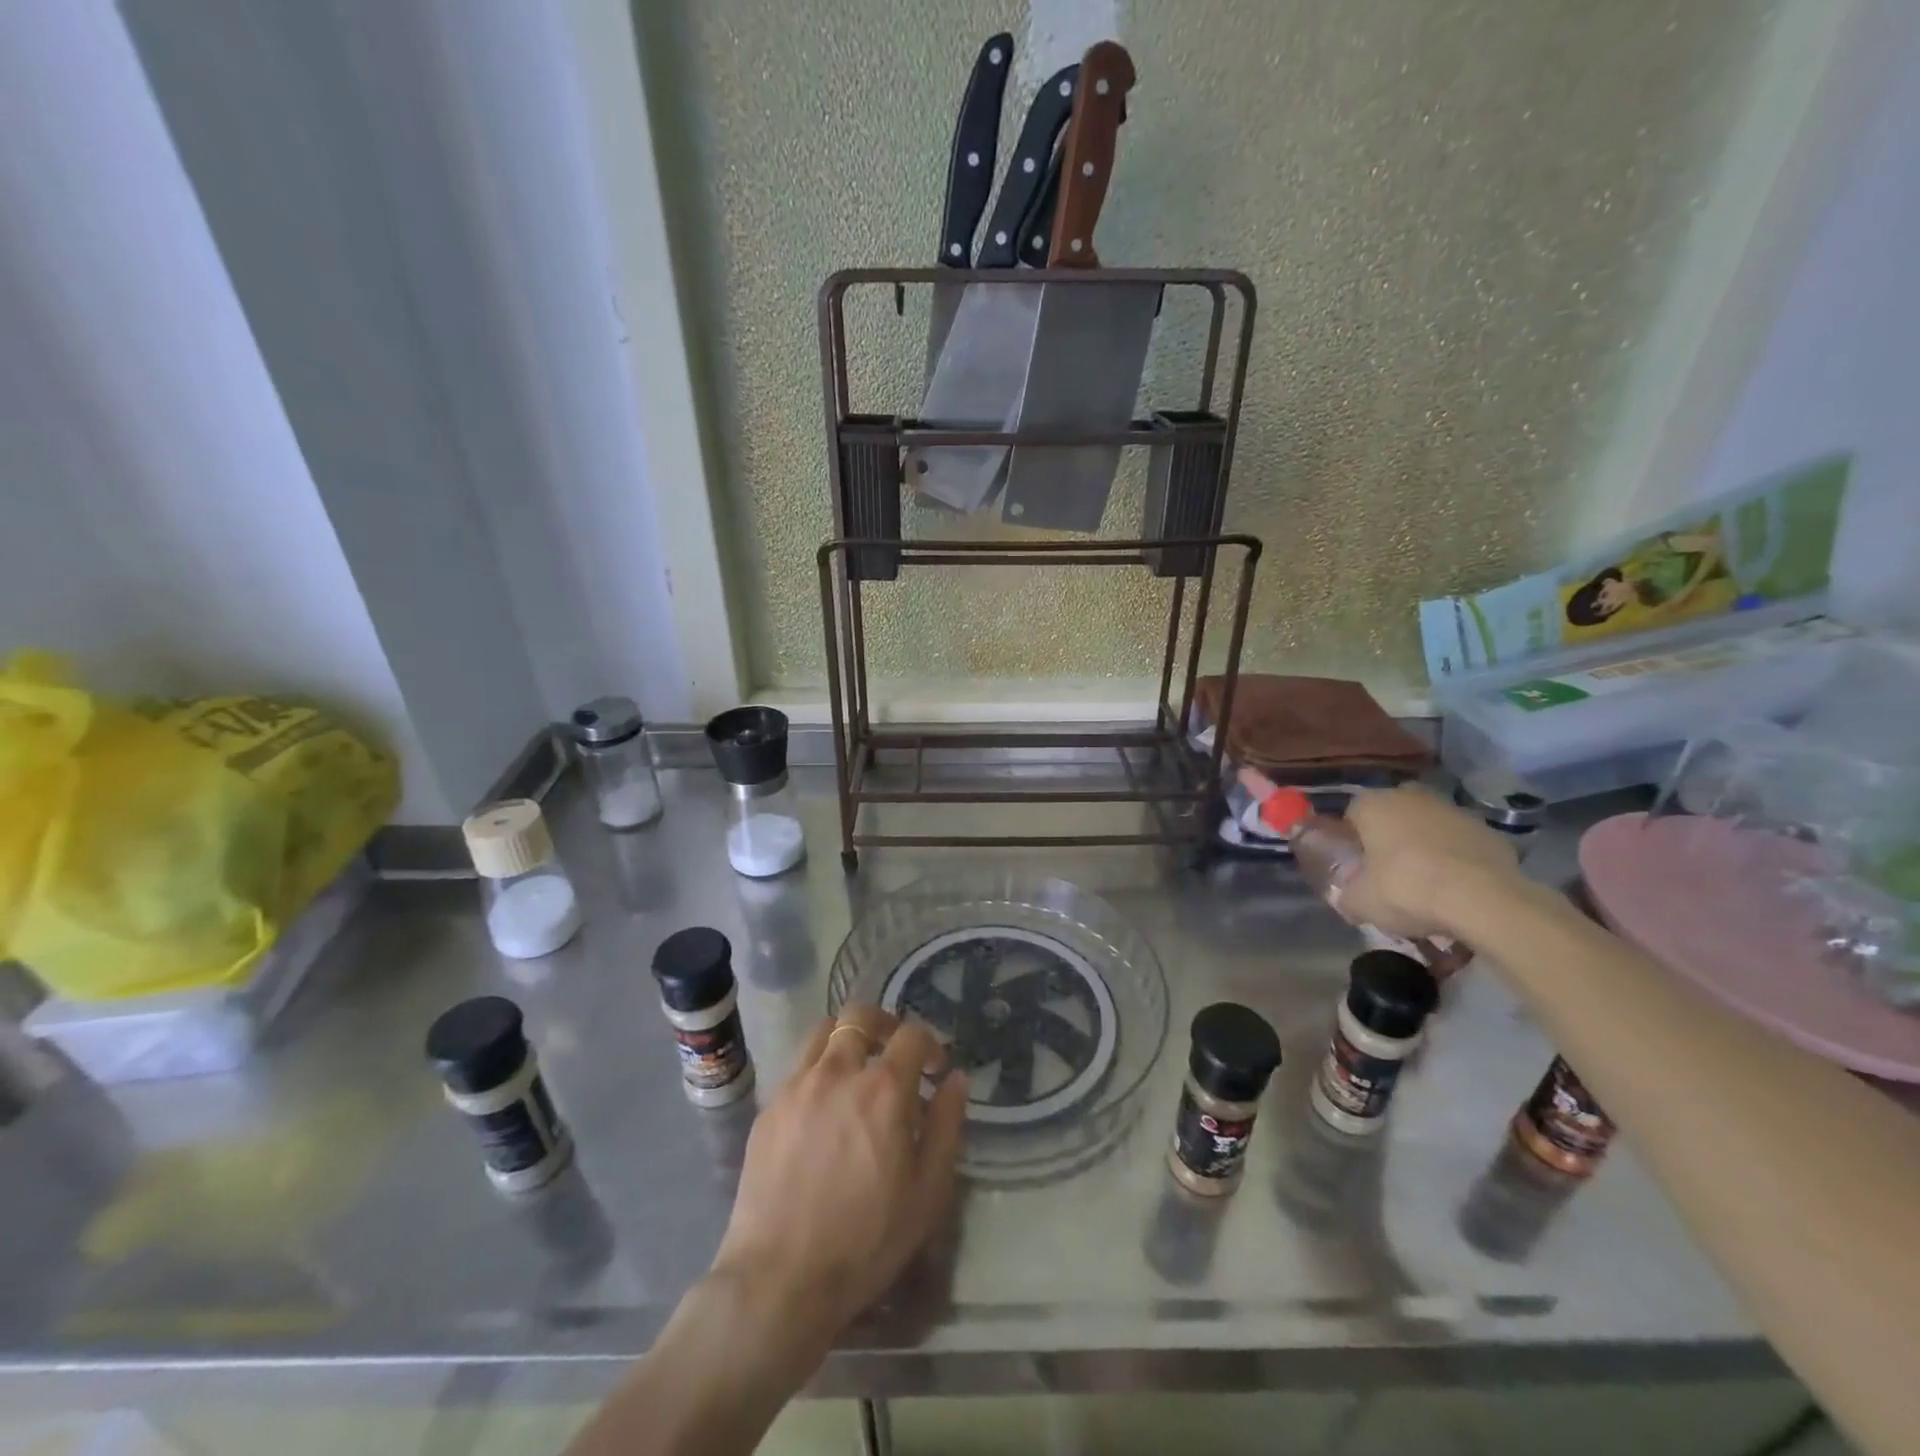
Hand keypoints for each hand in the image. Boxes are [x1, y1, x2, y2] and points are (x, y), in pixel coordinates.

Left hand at [708, 1007, 967, 1362]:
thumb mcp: (927, 1191)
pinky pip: (799, 1068)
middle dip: (884, 1024)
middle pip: (860, 1016)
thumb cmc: (866, 1240)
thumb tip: (955, 1079)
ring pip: (823, 1032)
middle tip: (894, 1052)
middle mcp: (838, 1072)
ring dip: (847, 1040)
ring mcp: (797, 1086)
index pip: (912, 1034)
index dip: (930, 1044)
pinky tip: (824, 1110)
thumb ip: (947, 1125)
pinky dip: (819, 1071)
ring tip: (856, 1072)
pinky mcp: (769, 1107)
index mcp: (883, 1088)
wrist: (779, 1279)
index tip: (934, 1069)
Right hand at [1339, 783, 1523, 939]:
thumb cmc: (1406, 890)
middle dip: (1390, 837)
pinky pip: (1461, 843)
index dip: (1353, 841)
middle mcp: (1411, 796)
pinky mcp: (1489, 830)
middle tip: (1390, 872)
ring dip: (1425, 846)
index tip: (1358, 866)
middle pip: (1392, 815)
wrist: (1484, 901)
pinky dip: (1457, 859)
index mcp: (1373, 805)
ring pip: (1429, 826)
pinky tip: (1458, 888)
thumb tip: (1349, 901)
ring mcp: (1454, 810)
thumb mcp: (1360, 903)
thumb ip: (1348, 897)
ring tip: (1428, 884)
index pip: (1352, 814)